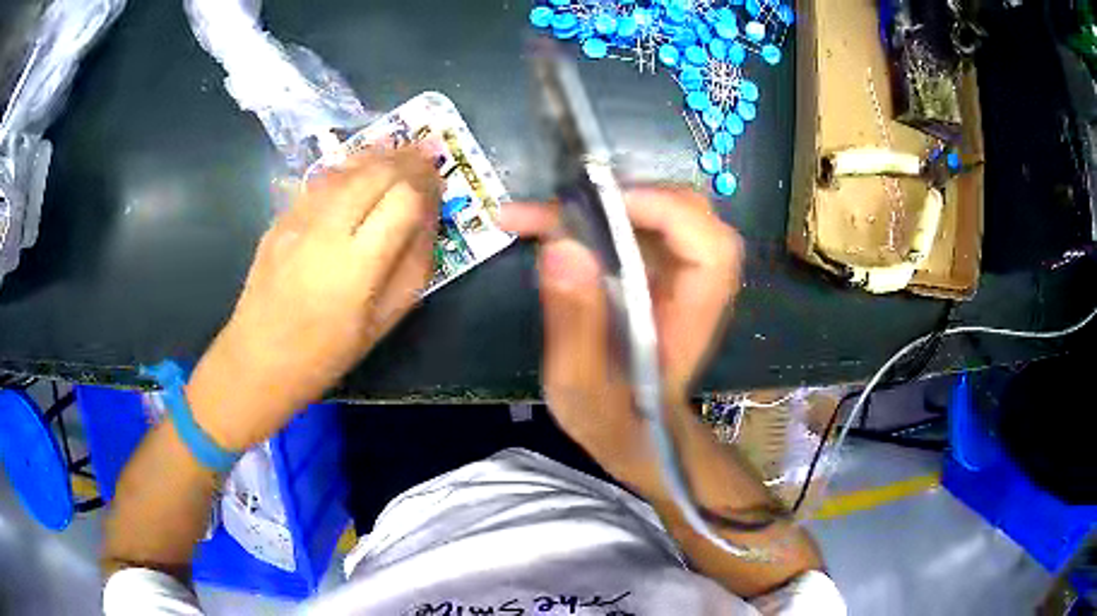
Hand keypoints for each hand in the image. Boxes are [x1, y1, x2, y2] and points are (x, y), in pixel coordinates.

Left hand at [187, 149, 440, 450]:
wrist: (259, 358)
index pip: (402, 198)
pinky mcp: (279, 218)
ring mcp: (296, 220)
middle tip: (428, 155)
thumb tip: (428, 219)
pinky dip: (348, 168)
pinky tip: (360, 169)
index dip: (427, 183)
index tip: (440, 182)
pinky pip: (320, 181)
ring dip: (378, 155)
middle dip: (407, 159)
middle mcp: (325, 231)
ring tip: (401, 152)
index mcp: (356, 266)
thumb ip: (413, 265)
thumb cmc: (327, 352)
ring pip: (345, 168)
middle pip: (374, 172)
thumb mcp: (385, 321)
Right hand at [500, 187, 742, 476]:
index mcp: (692, 316)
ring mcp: (676, 273)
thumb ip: (575, 324)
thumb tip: (561, 246)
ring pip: (656, 211)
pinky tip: (544, 225)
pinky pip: (632, 226)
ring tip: (537, 216)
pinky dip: (589, 217)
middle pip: (686, 212)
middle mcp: (694, 285)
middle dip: (623, 197)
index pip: (709, 245)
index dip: (665, 211)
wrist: (634, 433)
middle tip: (557, 209)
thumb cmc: (613, 419)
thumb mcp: (581, 387)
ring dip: (599, 203)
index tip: (602, 206)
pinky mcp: (655, 271)